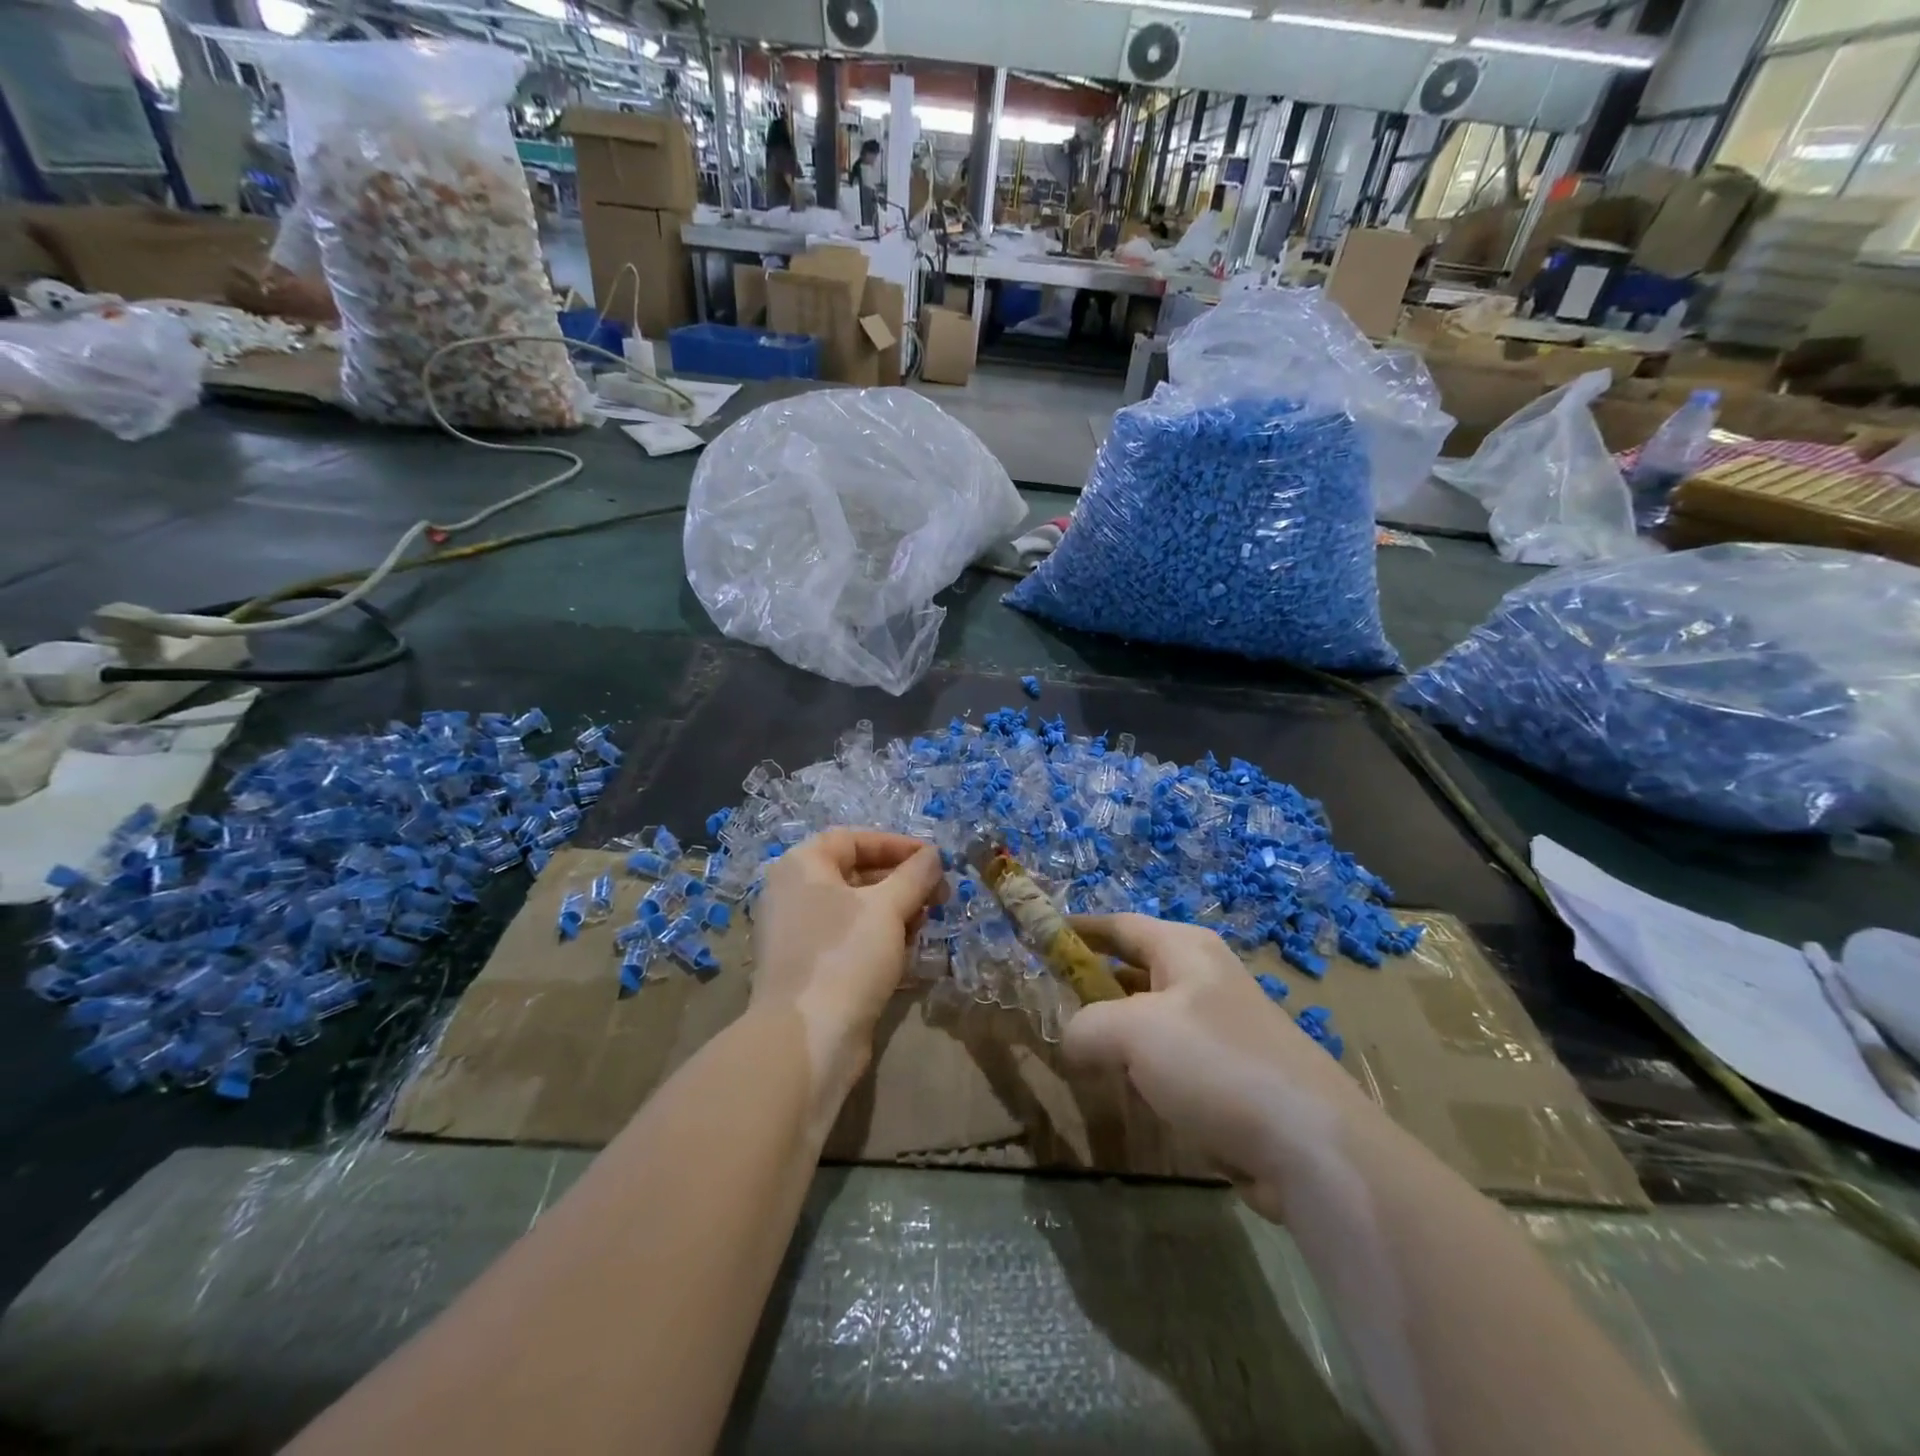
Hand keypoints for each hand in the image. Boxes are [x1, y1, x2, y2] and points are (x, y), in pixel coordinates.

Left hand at [749, 829, 946, 1104]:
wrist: (807, 1039)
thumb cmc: (845, 956)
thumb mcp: (888, 907)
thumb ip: (915, 874)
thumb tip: (933, 855)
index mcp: (801, 866)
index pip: (853, 839)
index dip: (897, 844)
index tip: (934, 859)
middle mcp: (793, 894)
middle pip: (855, 873)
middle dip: (902, 882)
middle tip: (939, 895)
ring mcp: (797, 934)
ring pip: (855, 910)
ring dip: (895, 912)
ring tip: (927, 925)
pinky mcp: (809, 969)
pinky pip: (848, 940)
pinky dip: (879, 939)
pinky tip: (907, 954)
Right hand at [1062, 914, 1374, 1221]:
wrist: (1309, 1145)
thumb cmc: (1215, 1063)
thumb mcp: (1132, 1032)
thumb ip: (1085, 1026)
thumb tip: (1071, 1042)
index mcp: (1184, 949)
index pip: (1119, 925)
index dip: (1077, 927)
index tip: (1039, 935)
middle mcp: (1203, 978)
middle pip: (1132, 970)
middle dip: (1090, 986)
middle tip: (1047, 1005)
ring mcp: (1219, 1027)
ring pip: (1148, 1020)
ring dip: (1115, 1035)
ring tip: (1077, 1054)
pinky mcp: (1229, 1075)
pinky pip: (1169, 1061)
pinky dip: (1142, 1070)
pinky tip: (1126, 1094)